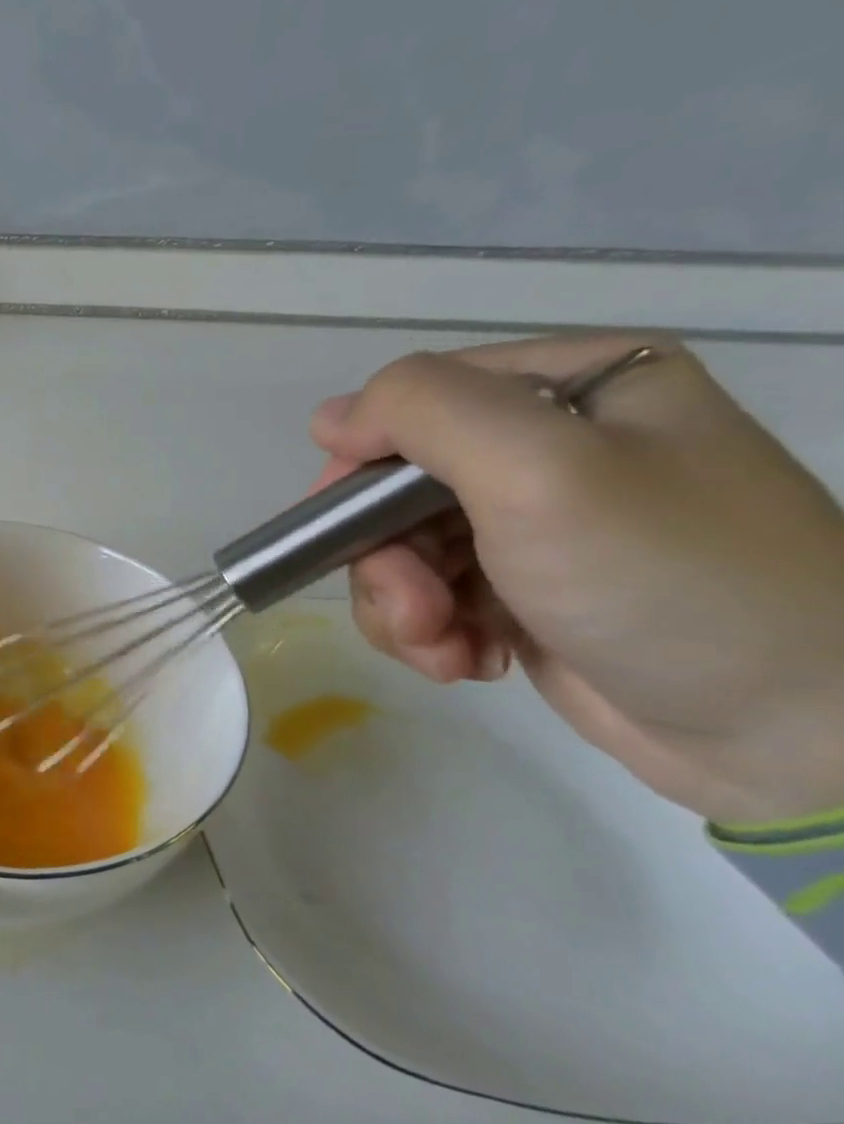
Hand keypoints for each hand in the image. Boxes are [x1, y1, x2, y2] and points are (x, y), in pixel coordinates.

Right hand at [310, 335, 843, 826]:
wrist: (795, 734)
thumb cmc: (667, 580)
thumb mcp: (541, 470)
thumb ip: (424, 414)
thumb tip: (328, 419)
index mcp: (570, 389)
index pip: (413, 403)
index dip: (364, 465)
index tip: (349, 532)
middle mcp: (549, 448)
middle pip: (395, 486)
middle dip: (385, 557)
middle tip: (417, 611)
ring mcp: (532, 525)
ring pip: (399, 548)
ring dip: (401, 605)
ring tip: (446, 650)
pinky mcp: (520, 592)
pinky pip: (427, 595)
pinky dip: (428, 634)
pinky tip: (468, 662)